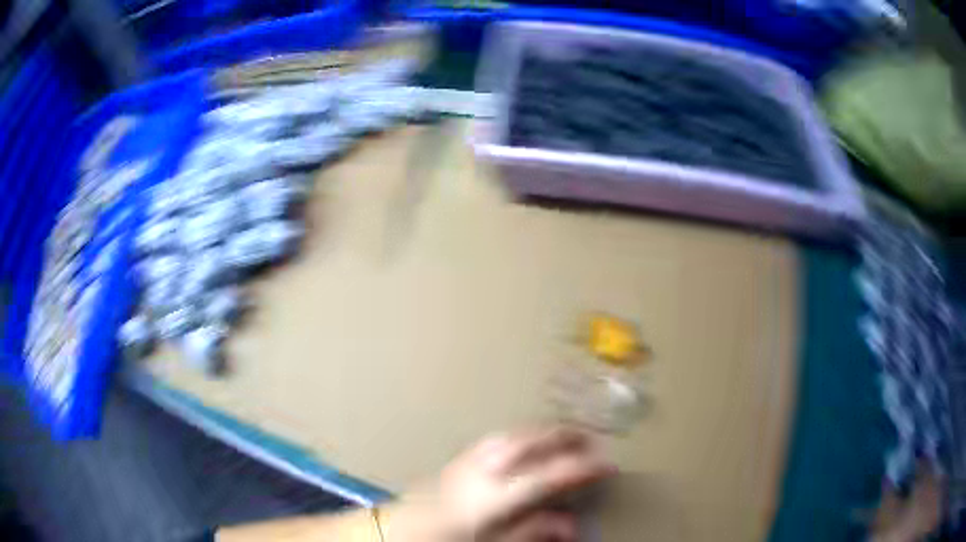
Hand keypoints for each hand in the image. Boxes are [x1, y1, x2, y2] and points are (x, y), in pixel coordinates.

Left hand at [383, 426, 615, 541]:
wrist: (403, 529)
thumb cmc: (449, 539)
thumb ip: (534, 530)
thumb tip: (572, 524)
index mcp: (498, 494)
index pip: (553, 474)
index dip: (585, 467)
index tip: (608, 466)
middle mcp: (487, 467)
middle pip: (537, 440)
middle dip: (570, 436)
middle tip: (593, 443)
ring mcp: (473, 457)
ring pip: (520, 432)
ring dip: (548, 431)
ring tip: (568, 437)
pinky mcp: (463, 455)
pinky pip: (502, 436)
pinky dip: (525, 434)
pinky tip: (530, 441)